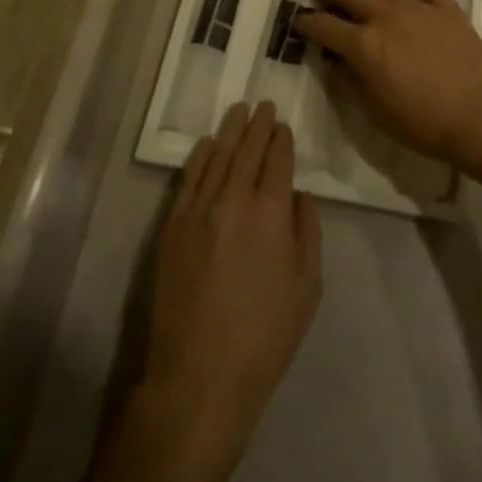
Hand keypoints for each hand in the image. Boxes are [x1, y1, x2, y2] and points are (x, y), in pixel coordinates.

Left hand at [119, 102, 320, 481]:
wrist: (200, 376)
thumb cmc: (264, 336)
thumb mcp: (307, 286)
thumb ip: (308, 231)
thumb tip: (299, 195)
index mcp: (271, 210)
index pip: (278, 158)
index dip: (283, 139)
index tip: (284, 127)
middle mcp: (235, 198)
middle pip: (249, 148)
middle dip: (260, 124)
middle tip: (265, 105)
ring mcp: (200, 209)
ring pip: (219, 154)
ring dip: (232, 129)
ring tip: (240, 110)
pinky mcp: (173, 225)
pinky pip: (190, 177)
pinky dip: (201, 155)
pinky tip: (209, 143)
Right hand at [296, 0, 481, 177]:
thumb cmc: (424, 124)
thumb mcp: (375, 113)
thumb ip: (349, 83)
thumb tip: (333, 61)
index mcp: (365, 45)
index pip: (326, 26)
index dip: (309, 22)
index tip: (299, 20)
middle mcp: (386, 17)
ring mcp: (418, 8)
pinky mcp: (446, 8)